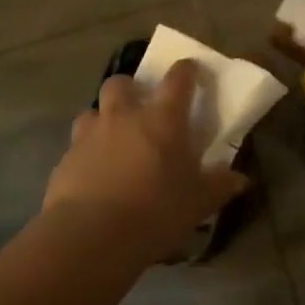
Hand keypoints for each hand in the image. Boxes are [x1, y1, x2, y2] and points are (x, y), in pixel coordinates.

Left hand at [42, 59, 248, 262]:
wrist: (93, 235)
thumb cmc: (156, 210)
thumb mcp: (198, 202)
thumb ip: (219, 185)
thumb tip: (239, 179)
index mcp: (162, 119)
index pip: (178, 80)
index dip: (186, 71)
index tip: (190, 69)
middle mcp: (123, 117)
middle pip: (121, 83)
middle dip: (130, 88)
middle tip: (139, 107)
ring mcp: (89, 135)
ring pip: (92, 111)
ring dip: (103, 119)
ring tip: (112, 140)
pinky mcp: (65, 160)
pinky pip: (76, 146)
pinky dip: (85, 154)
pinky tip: (93, 176)